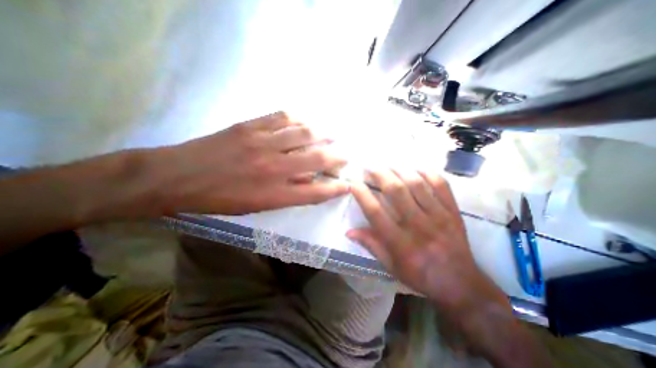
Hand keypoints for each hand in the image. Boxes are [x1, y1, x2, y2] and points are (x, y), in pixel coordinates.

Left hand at [156, 113, 347, 215]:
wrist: (177, 177)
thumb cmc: (219, 199)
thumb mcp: (256, 206)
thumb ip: (286, 193)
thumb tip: (309, 180)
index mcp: (275, 194)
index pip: (317, 192)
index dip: (336, 189)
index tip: (348, 184)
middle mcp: (274, 168)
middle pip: (317, 159)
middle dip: (337, 157)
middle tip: (346, 154)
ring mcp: (263, 143)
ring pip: (304, 134)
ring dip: (323, 134)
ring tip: (332, 134)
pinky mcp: (250, 126)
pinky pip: (282, 117)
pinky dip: (299, 118)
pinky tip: (305, 121)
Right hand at [348, 169, 506, 310]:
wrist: (460, 284)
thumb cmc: (420, 275)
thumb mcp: (391, 266)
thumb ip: (371, 245)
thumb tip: (349, 231)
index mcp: (399, 242)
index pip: (375, 212)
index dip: (362, 194)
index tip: (354, 183)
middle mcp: (417, 225)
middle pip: (396, 191)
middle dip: (380, 174)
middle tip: (371, 166)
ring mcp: (438, 216)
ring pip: (416, 184)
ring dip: (400, 170)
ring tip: (389, 164)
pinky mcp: (453, 211)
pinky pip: (441, 185)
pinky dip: (427, 172)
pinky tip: (416, 169)